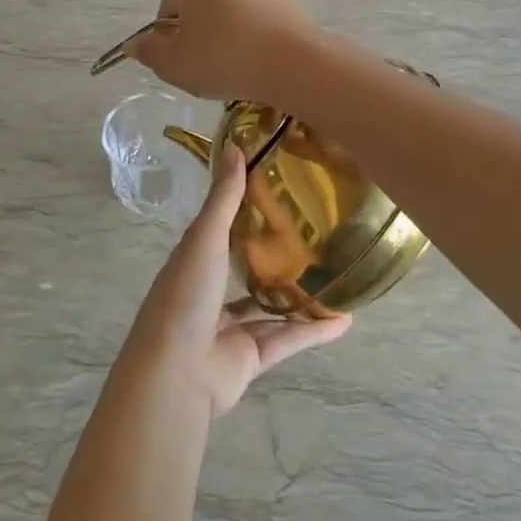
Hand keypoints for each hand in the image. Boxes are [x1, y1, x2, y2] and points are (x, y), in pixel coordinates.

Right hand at [125, 0, 316, 103]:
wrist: (292, 63)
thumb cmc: (222, 58)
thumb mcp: (173, 63)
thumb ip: (149, 51)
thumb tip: (135, 44)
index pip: (168, 9)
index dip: (171, 41)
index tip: (185, 63)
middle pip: (201, 8)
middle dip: (200, 36)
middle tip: (208, 69)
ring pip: (230, 15)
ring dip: (227, 39)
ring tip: (236, 69)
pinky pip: (257, 21)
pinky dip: (253, 39)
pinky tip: (259, 63)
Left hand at [128, 142, 349, 420]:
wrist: (176, 375)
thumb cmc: (185, 296)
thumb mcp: (204, 238)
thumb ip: (224, 198)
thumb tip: (235, 145)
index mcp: (195, 261)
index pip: (222, 229)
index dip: (245, 208)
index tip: (279, 187)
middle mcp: (212, 293)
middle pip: (247, 268)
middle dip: (275, 252)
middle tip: (315, 230)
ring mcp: (231, 328)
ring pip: (271, 307)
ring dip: (299, 295)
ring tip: (334, 274)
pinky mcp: (252, 358)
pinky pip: (288, 339)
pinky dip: (314, 331)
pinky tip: (344, 320)